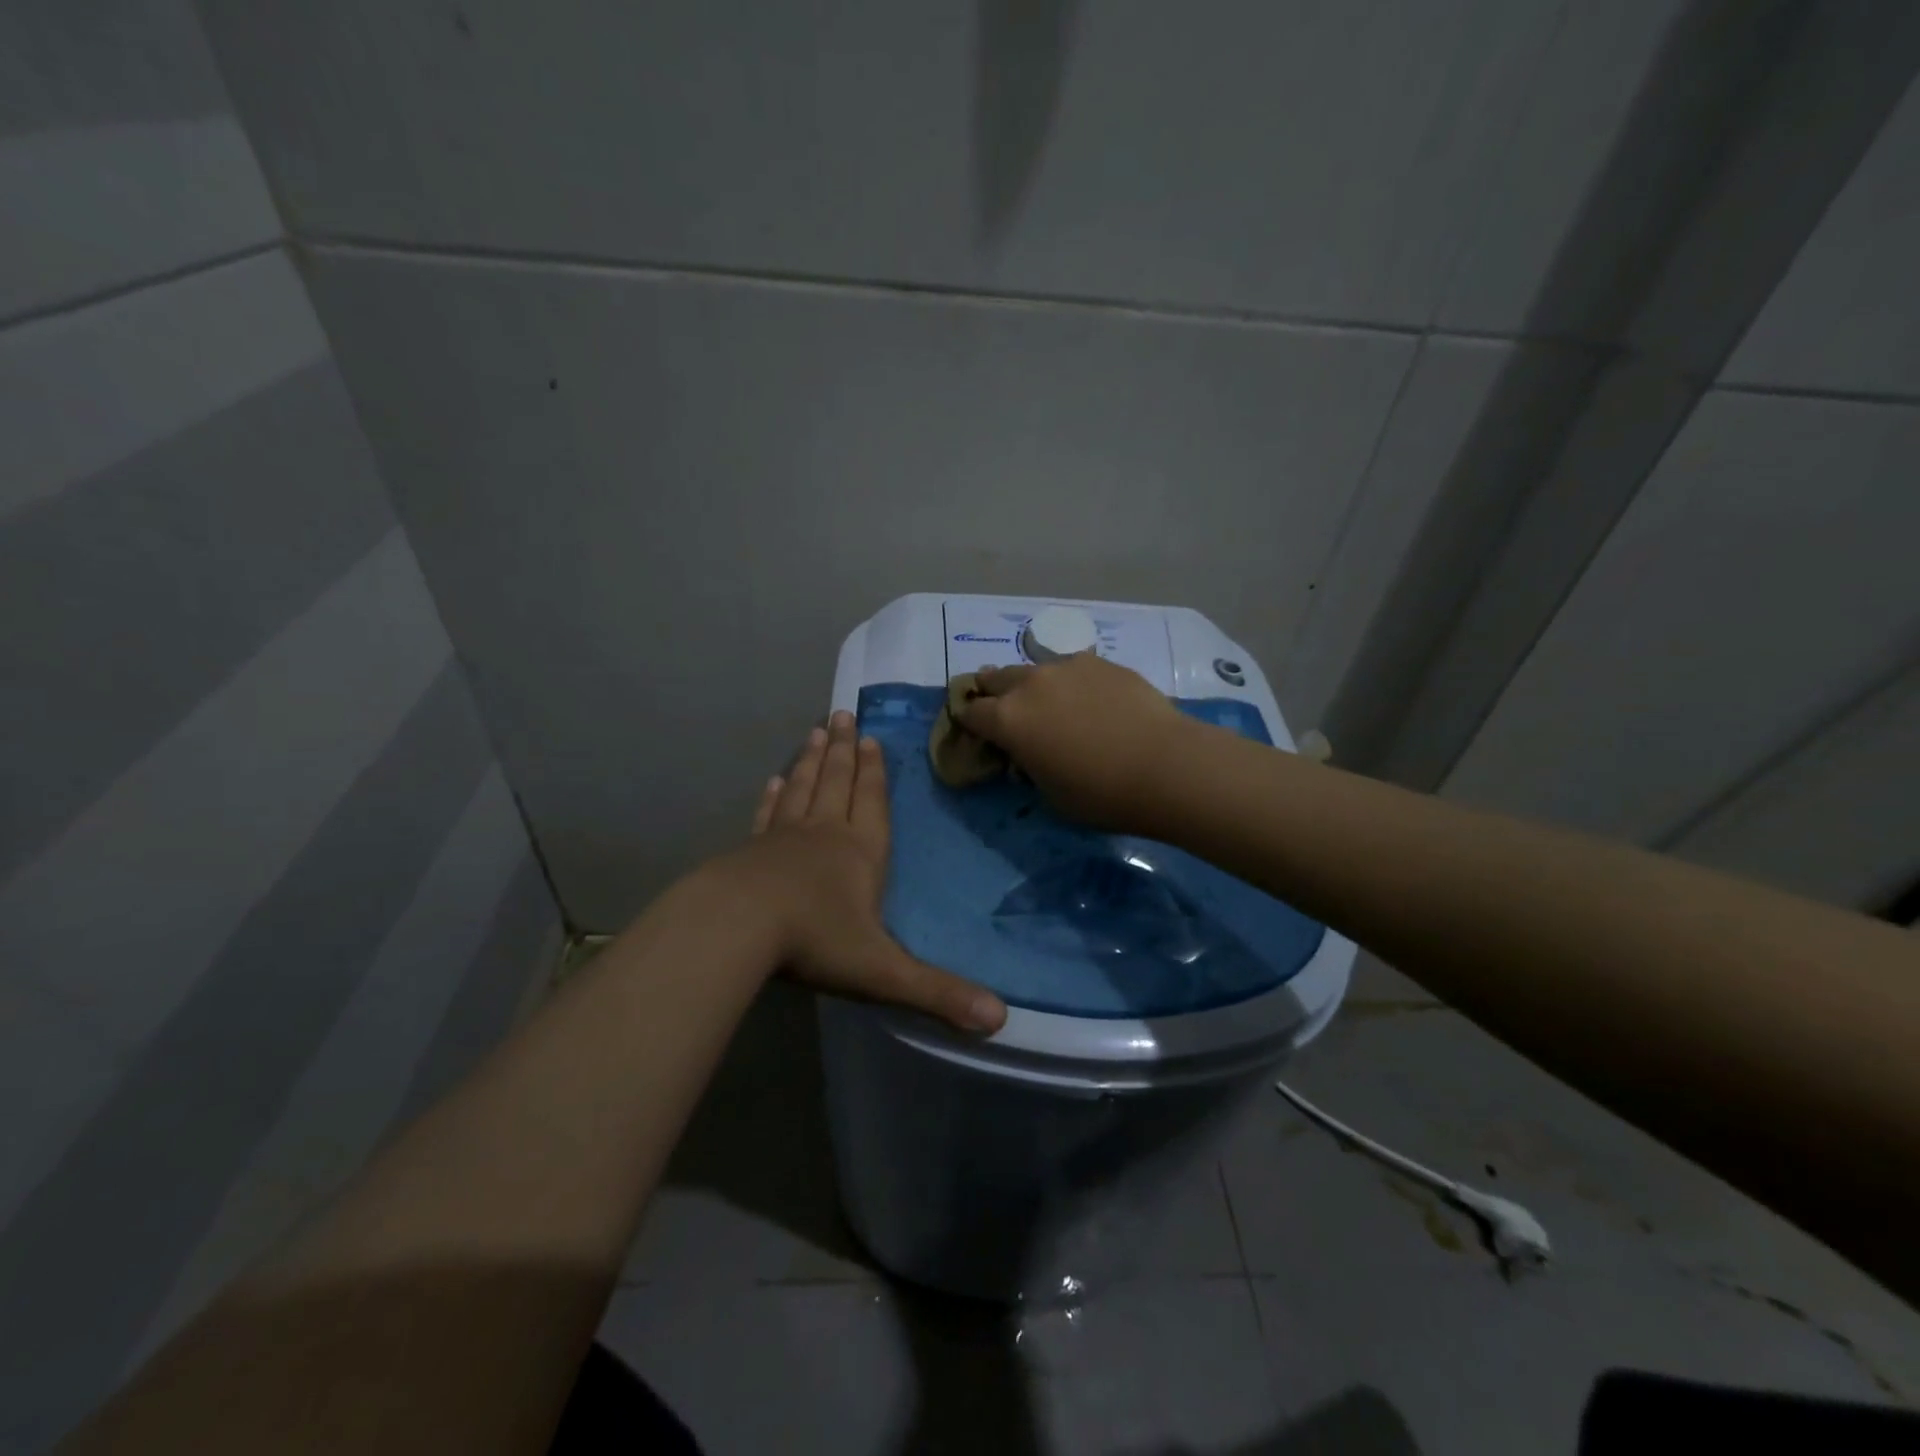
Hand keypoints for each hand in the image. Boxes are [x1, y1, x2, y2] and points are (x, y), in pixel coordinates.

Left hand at [719, 710, 1006, 1032]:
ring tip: (815, 731)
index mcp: (859, 853)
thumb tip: (1000, 1021)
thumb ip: (938, 993)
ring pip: (803, 789)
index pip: (872, 803)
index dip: (874, 773)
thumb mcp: (883, 972)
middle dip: (844, 751)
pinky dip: (773, 796)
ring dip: (811, 761)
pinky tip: (773, 781)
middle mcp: (823, 834)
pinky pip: (767, 815)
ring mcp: (781, 839)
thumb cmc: (814, 941)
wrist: (735, 928)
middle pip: (837, 783)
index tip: (871, 738)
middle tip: (841, 714)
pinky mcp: (749, 851)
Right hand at [955, 655, 1194, 829]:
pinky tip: (1088, 699)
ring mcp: (1068, 667)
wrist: (1165, 766)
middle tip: (998, 704)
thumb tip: (1029, 752)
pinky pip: (1073, 669)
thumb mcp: (1049, 793)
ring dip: (1031, 684)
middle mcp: (1031, 684)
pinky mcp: (1102, 663)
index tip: (974, 729)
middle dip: (991, 691)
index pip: (971, 713)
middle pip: (996, 678)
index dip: (968, 722)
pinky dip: (1070, 683)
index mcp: (1007, 719)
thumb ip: (1029, 765)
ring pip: (1035, 669)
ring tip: (1045, 699)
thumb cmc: (1100, 794)